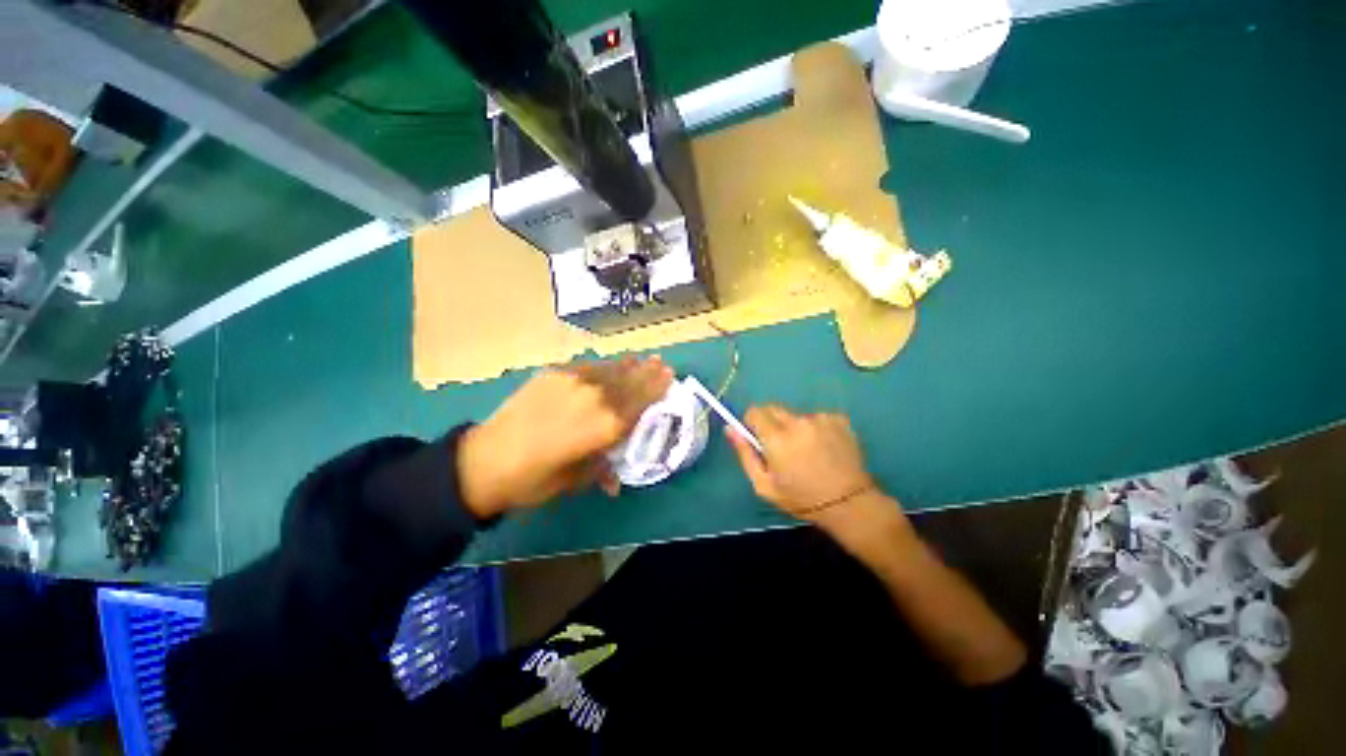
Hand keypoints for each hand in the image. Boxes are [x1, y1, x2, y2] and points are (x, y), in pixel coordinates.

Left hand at [458, 356, 673, 517]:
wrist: (484, 460)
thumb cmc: (535, 479)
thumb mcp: (575, 480)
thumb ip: (600, 470)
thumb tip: (614, 481)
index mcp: (607, 425)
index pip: (641, 402)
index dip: (657, 388)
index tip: (670, 376)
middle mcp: (596, 397)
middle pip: (630, 381)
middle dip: (648, 372)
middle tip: (662, 362)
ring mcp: (575, 381)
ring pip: (611, 370)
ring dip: (629, 365)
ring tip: (642, 359)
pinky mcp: (555, 374)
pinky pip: (588, 367)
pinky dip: (604, 366)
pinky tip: (609, 365)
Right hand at [726, 406, 877, 522]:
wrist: (849, 504)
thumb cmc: (801, 498)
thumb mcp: (764, 485)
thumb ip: (744, 454)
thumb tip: (731, 428)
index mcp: (776, 437)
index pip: (754, 411)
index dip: (752, 423)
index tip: (758, 438)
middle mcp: (797, 422)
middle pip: (774, 409)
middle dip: (771, 424)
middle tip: (782, 448)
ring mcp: (820, 419)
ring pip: (796, 415)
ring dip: (795, 428)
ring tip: (808, 452)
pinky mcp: (839, 419)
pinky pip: (817, 418)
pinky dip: (816, 429)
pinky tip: (825, 448)